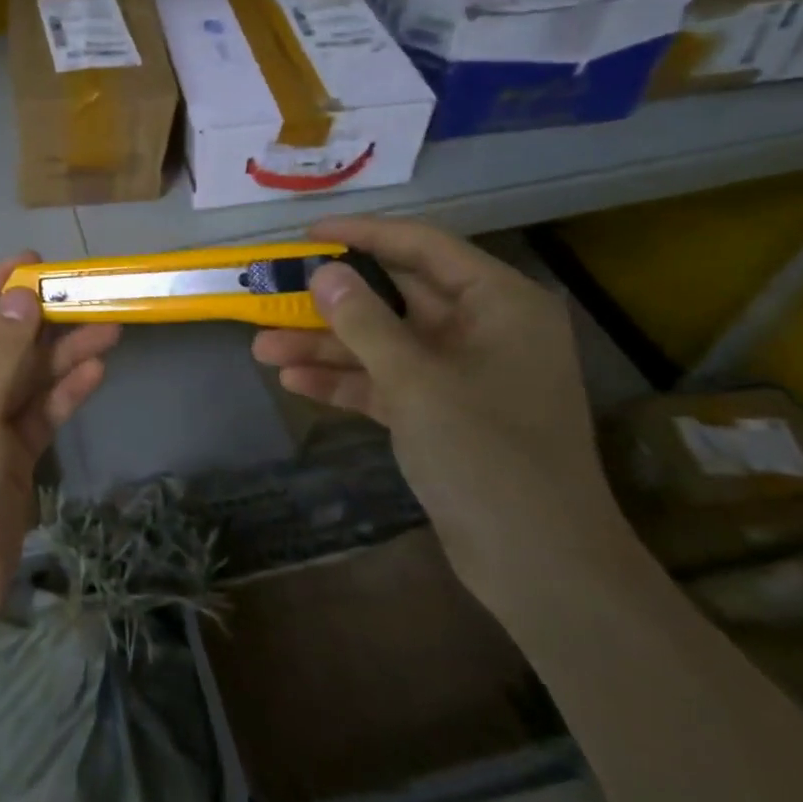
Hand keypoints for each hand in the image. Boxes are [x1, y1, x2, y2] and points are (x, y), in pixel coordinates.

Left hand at [0, 253, 118, 636]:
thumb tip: (22, 297)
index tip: (33, 264)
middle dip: (39, 323)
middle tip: (87, 295)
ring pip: (22, 378)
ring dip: (61, 355)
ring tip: (109, 329)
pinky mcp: (6, 456)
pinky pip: (36, 413)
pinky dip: (63, 394)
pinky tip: (96, 372)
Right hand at [252, 216, 630, 605]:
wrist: (539, 566)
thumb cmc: (488, 455)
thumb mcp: (416, 380)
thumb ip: (363, 321)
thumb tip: (322, 271)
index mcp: (499, 303)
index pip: (422, 247)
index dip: (362, 235)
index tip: (306, 235)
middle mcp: (483, 329)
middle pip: (395, 298)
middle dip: (332, 302)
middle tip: (274, 293)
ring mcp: (462, 373)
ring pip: (384, 343)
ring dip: (327, 347)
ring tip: (263, 348)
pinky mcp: (444, 413)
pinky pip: (388, 382)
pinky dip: (346, 382)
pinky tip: (294, 383)